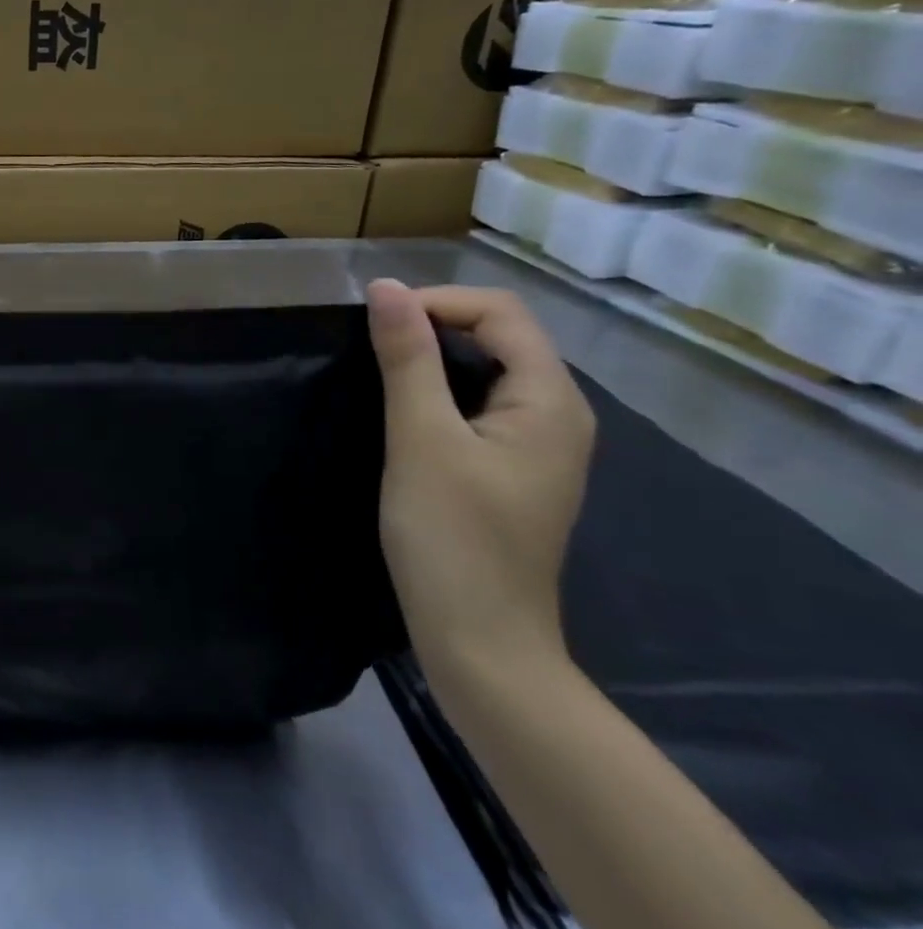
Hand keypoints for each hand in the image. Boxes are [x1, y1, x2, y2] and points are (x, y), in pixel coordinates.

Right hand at [365, 281, 594, 674]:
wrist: (481, 641)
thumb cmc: (451, 537)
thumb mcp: (420, 439)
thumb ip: (407, 359)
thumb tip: (384, 287)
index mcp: (550, 401)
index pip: (501, 312)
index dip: (436, 302)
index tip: (375, 322)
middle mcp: (558, 414)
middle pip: (502, 336)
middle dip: (435, 324)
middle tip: (370, 343)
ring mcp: (540, 446)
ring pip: (490, 370)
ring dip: (435, 357)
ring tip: (379, 369)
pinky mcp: (514, 470)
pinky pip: (483, 405)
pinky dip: (442, 391)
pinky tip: (405, 411)